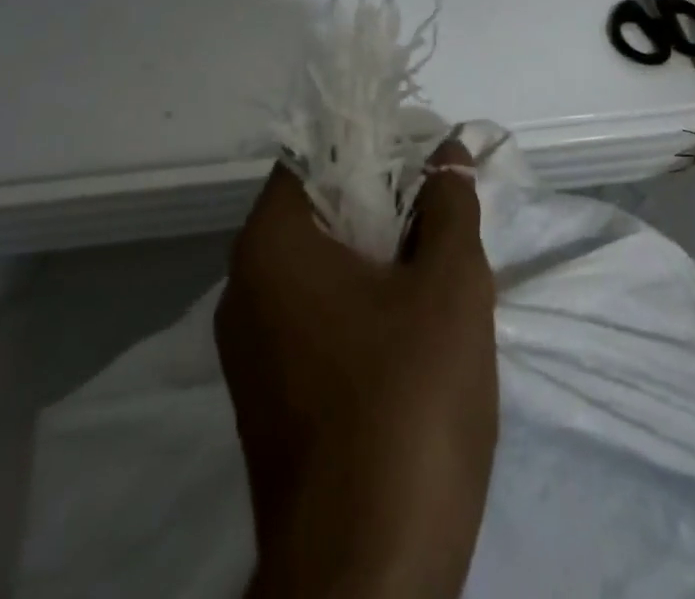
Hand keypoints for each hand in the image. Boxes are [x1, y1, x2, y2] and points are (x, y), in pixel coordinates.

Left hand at [216, 141, 497, 598]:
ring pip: (322, 263)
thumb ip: (449, 204)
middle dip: (385, 196)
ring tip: (441, 251)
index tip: (423, 149)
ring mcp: (253, 348)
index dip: (372, 140)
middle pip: (318, 207)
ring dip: (380, 248)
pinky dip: (363, 295)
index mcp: (271, 246)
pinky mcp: (272, 395)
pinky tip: (415, 316)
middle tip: (445, 200)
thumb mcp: (450, 286)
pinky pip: (318, 312)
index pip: (314, 155)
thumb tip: (448, 151)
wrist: (366, 579)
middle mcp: (245, 287)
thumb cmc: (407, 404)